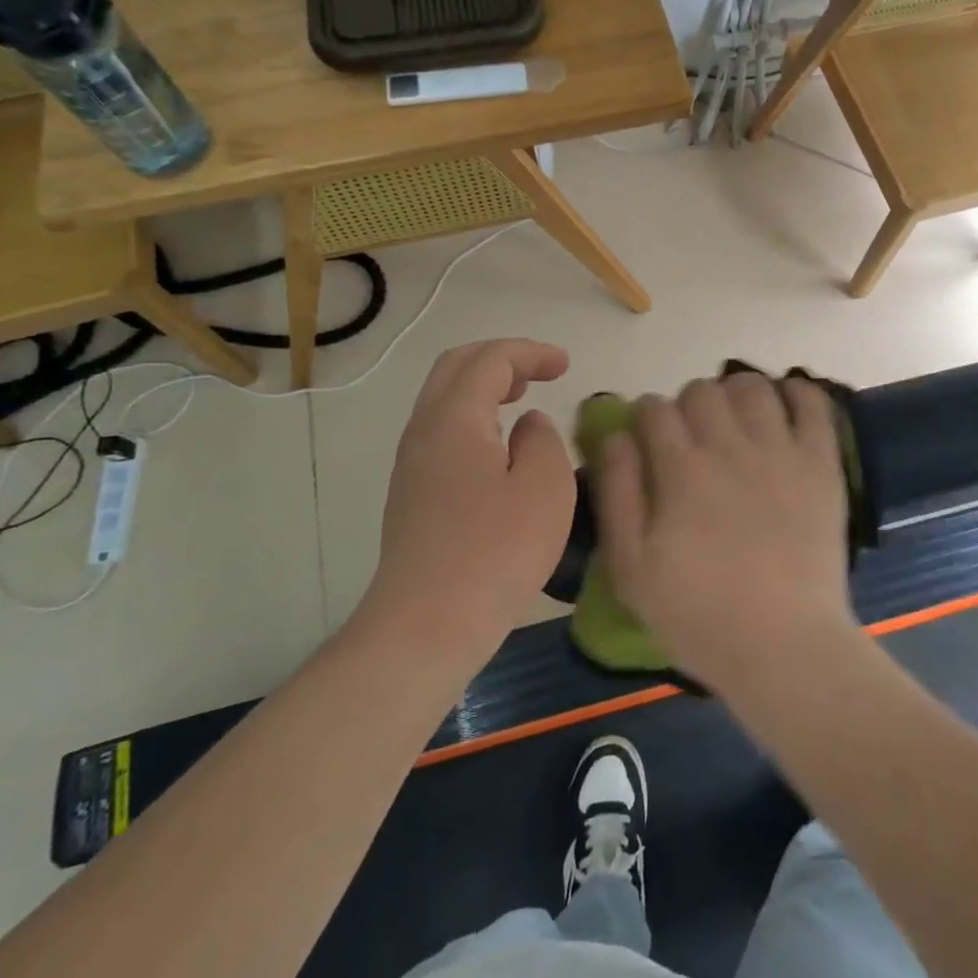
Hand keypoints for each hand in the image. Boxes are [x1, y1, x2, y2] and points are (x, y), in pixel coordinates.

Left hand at [362, 339, 575, 662]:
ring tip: (522, 400)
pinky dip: (475, 418)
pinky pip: (443, 430)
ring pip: (445, 399)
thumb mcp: (545, 487)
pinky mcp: (412, 493)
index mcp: (454, 417)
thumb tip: (527, 426)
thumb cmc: (495, 551)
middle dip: (501, 360)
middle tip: (541, 373)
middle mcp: (424, 429)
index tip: (565, 365)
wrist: (426, 625)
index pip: (490, 359)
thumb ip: (543, 440)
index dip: (530, 353)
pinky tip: (500, 447)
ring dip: (485, 388)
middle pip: (456, 368)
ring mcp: (412, 463)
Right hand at [594, 372, 856, 694]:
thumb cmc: (699, 615)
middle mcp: (729, 447)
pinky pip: (813, 404)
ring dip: (736, 394)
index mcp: (681, 470)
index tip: (650, 439)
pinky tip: (784, 405)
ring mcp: (780, 451)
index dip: (646, 416)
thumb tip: (615, 435)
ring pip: (752, 387)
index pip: (655, 409)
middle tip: (693, 436)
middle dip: (688, 404)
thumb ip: (617, 493)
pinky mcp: (820, 464)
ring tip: (736, 420)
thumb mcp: (631, 568)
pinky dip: (797, 392)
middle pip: (701, 390)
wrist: (784, 647)